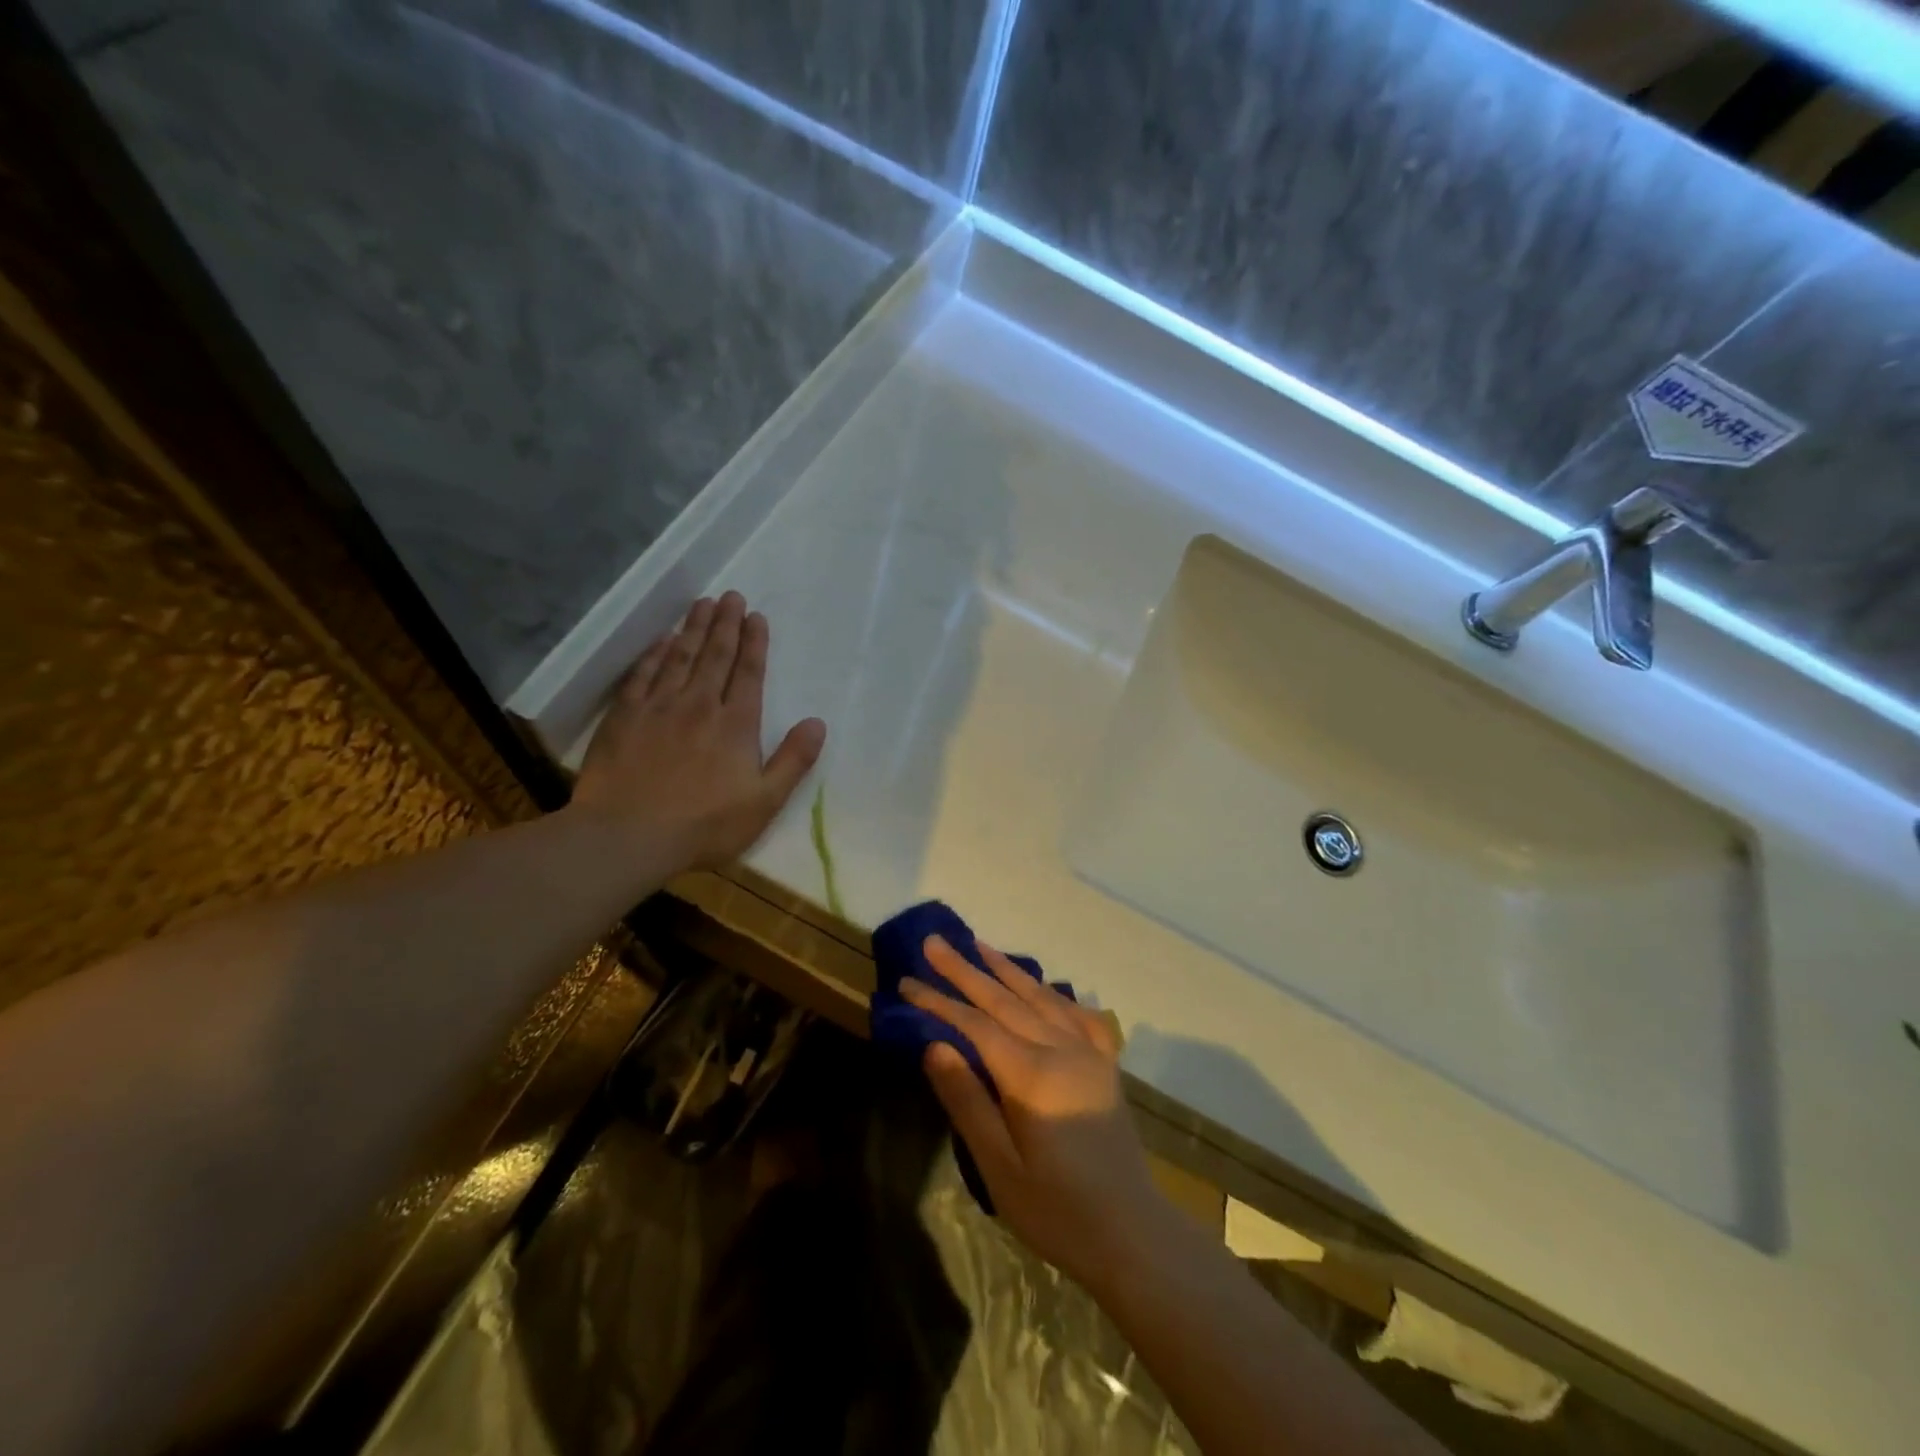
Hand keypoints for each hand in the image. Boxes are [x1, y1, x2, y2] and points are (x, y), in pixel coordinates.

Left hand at [572, 592, 825, 873]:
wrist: (628, 836)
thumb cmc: (705, 825)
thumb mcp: (764, 802)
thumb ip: (793, 760)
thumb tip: (817, 723)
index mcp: (736, 725)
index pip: (749, 673)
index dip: (754, 643)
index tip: (756, 616)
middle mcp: (699, 705)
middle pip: (715, 655)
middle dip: (726, 624)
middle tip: (731, 596)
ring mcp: (658, 708)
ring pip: (680, 657)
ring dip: (693, 628)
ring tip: (702, 603)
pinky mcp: (624, 717)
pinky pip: (643, 675)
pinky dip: (654, 654)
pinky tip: (662, 640)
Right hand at [903, 937, 1171, 1294]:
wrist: (1133, 1234)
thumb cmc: (1057, 1211)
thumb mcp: (1000, 1168)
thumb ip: (967, 1102)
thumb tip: (935, 1045)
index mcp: (1031, 1076)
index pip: (975, 1025)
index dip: (939, 1001)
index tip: (907, 981)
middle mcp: (1061, 1050)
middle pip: (1004, 1000)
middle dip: (965, 970)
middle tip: (935, 942)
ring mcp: (1088, 1053)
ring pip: (1040, 997)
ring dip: (1006, 970)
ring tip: (979, 946)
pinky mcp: (1106, 1064)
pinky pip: (1078, 1014)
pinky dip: (1055, 993)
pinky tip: (1043, 986)